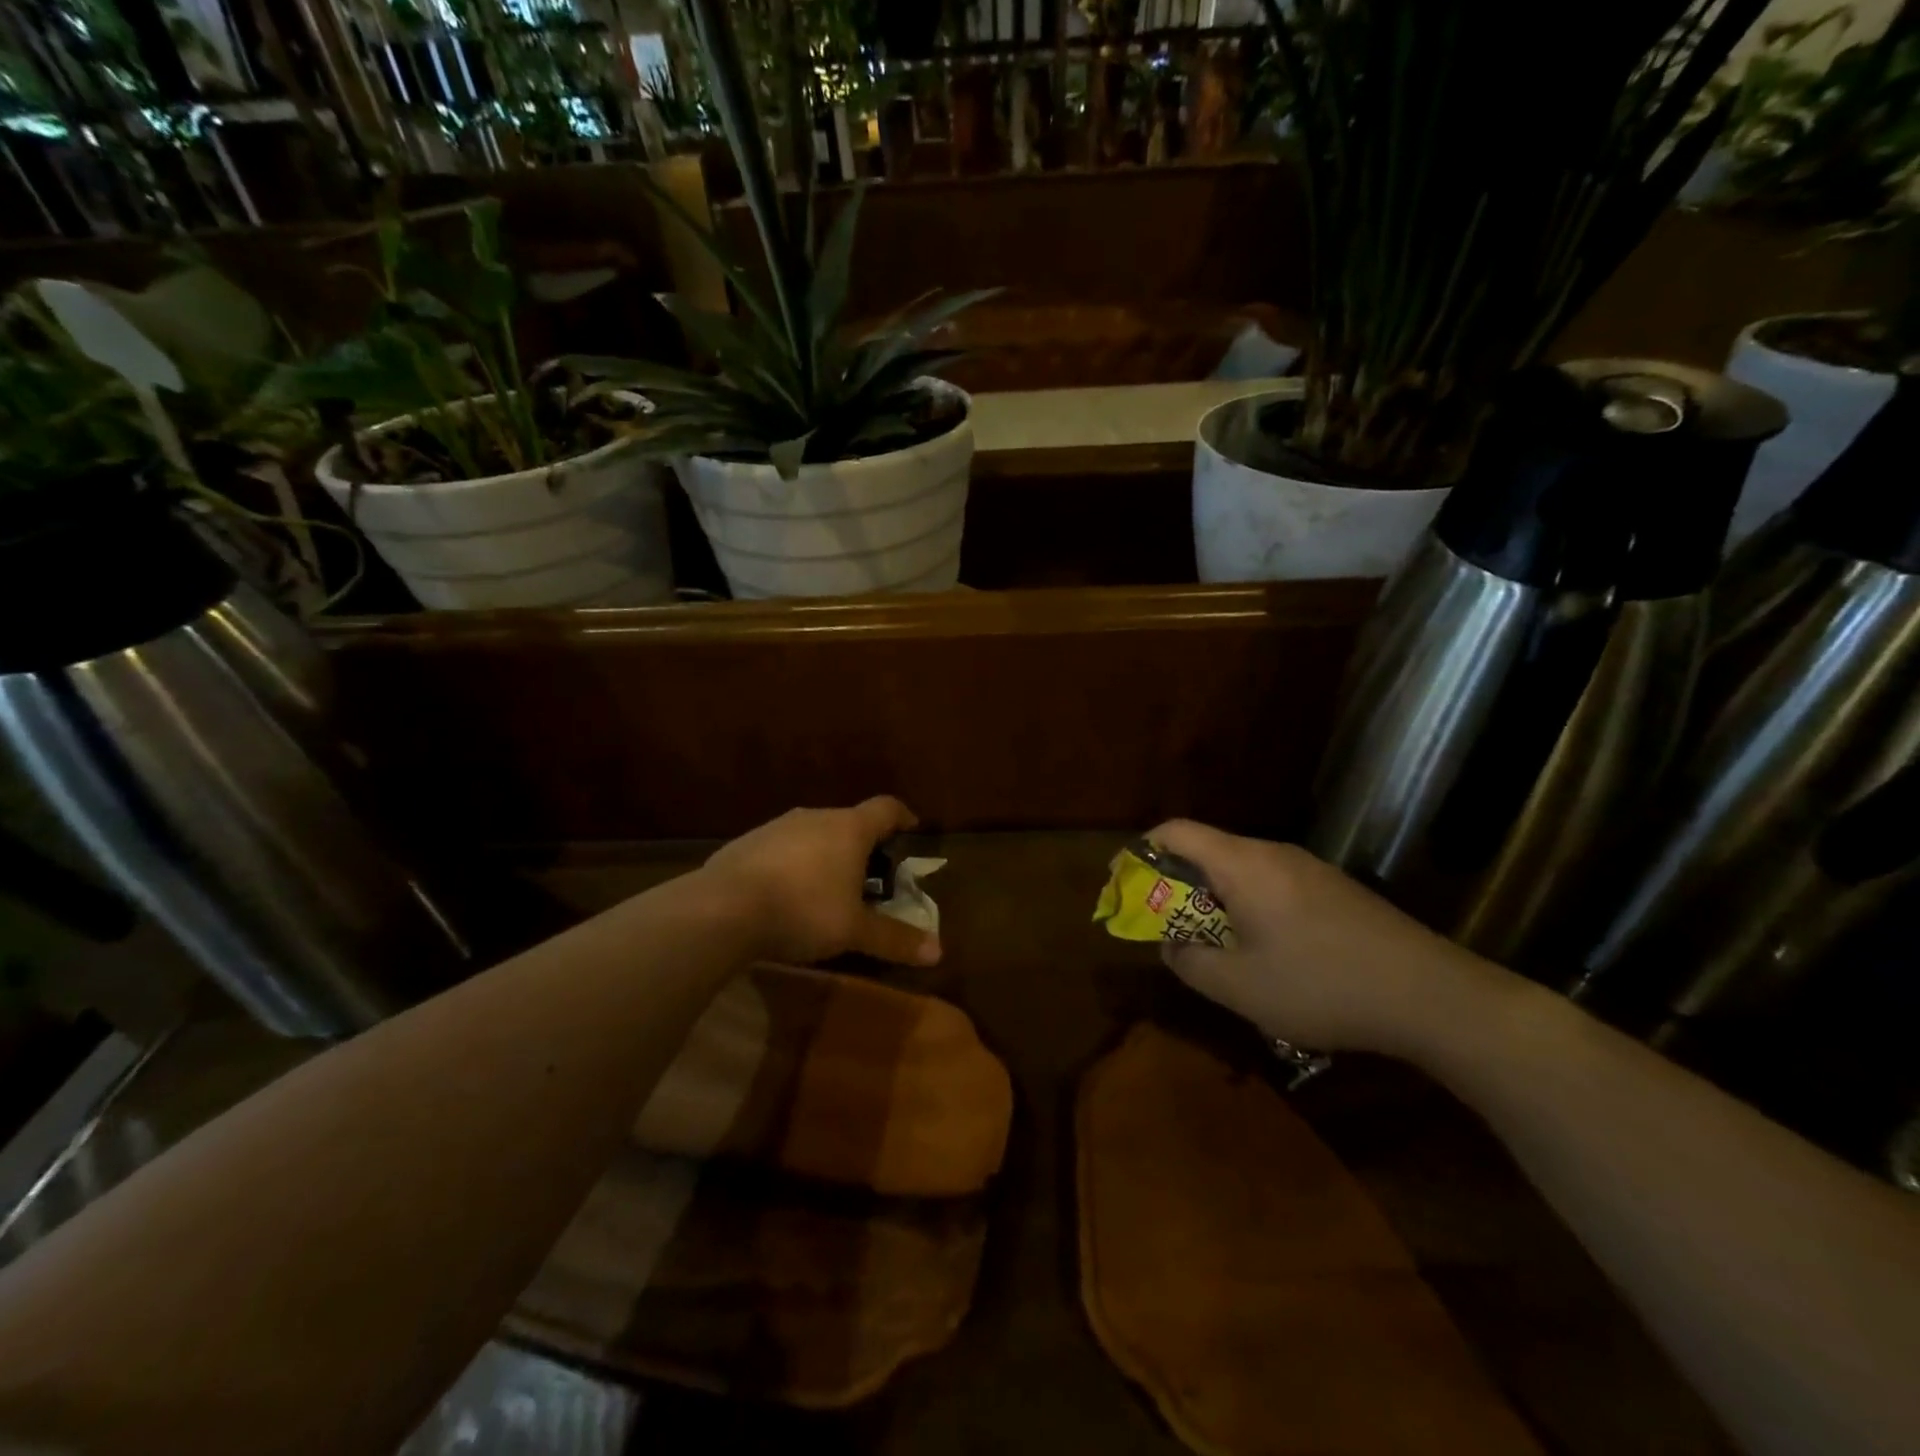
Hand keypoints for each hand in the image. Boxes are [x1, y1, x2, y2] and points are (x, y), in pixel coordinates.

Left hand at [702, 797, 940, 967]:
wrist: (722, 909)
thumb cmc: (803, 911)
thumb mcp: (854, 931)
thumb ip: (894, 938)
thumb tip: (937, 952)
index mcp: (849, 829)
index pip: (886, 808)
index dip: (902, 816)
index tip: (911, 828)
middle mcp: (815, 818)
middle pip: (848, 821)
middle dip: (862, 845)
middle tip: (870, 874)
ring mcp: (776, 827)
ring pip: (812, 834)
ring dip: (824, 854)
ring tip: (826, 887)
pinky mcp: (745, 843)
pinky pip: (780, 849)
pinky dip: (792, 865)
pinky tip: (784, 894)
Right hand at [1147, 819, 1511, 1056]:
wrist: (1432, 995)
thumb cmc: (1322, 985)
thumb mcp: (1239, 987)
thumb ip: (1190, 961)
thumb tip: (1171, 944)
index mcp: (1243, 864)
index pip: (1176, 831)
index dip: (1141, 850)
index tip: (1124, 883)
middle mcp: (1274, 854)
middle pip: (1208, 850)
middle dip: (1175, 884)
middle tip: (1166, 926)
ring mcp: (1309, 869)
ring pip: (1241, 871)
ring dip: (1214, 900)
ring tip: (1213, 946)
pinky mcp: (1335, 890)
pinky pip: (1272, 885)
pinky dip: (1248, 907)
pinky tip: (1266, 953)